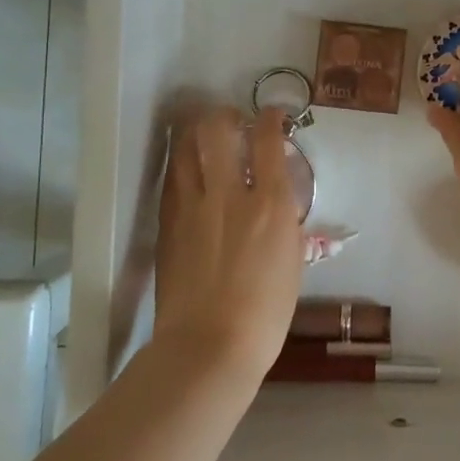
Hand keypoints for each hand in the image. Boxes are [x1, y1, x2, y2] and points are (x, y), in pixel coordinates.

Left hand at [152, 106, 304, 377]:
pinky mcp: (167, 223)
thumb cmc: (266, 313)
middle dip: (225, 115)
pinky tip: (187, 171)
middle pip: (218, 130)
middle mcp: (229, 193)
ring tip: (203, 134)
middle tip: (231, 119)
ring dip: (196, 132)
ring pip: (186, 147)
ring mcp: (192, 206)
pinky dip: (182, 165)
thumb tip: (277, 200)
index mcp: (270, 204)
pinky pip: (172, 179)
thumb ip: (284, 221)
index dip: (271, 119)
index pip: (268, 141)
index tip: (273, 115)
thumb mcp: (292, 260)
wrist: (209, 346)